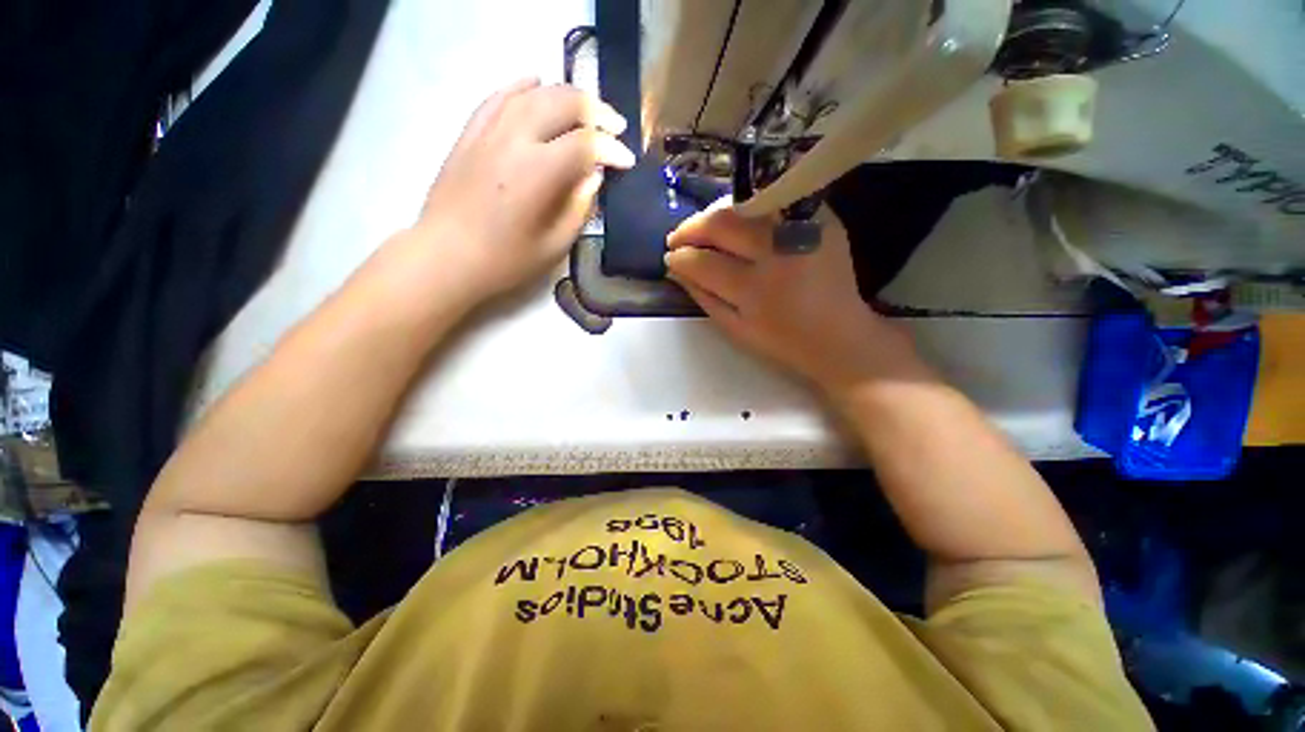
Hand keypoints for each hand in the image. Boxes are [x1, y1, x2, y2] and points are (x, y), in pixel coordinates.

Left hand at [407, 78, 634, 300]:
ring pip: (532, 93)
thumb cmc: (505, 261)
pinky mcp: (470, 133)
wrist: (446, 257)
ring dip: (565, 94)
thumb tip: (593, 176)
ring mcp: (488, 132)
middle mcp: (514, 140)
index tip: (628, 161)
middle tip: (615, 126)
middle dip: (595, 110)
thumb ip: (579, 207)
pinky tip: (535, 82)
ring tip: (585, 107)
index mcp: (538, 172)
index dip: (612, 149)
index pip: (585, 144)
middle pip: (561, 103)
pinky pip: (497, 96)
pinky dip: (521, 86)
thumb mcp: (554, 245)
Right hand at [665, 206, 922, 394]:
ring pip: (745, 204)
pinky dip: (749, 208)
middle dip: (691, 228)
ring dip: (715, 214)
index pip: (704, 262)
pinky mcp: (822, 218)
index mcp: (756, 290)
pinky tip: (737, 222)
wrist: (840, 336)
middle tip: (678, 238)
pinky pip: (775, 202)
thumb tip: (674, 269)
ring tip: (703, 229)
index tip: (670, 257)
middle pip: (722, 223)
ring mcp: (803, 230)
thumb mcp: (735, 329)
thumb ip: (703, 296)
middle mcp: (778, 253)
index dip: (680, 257)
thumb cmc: (783, 341)